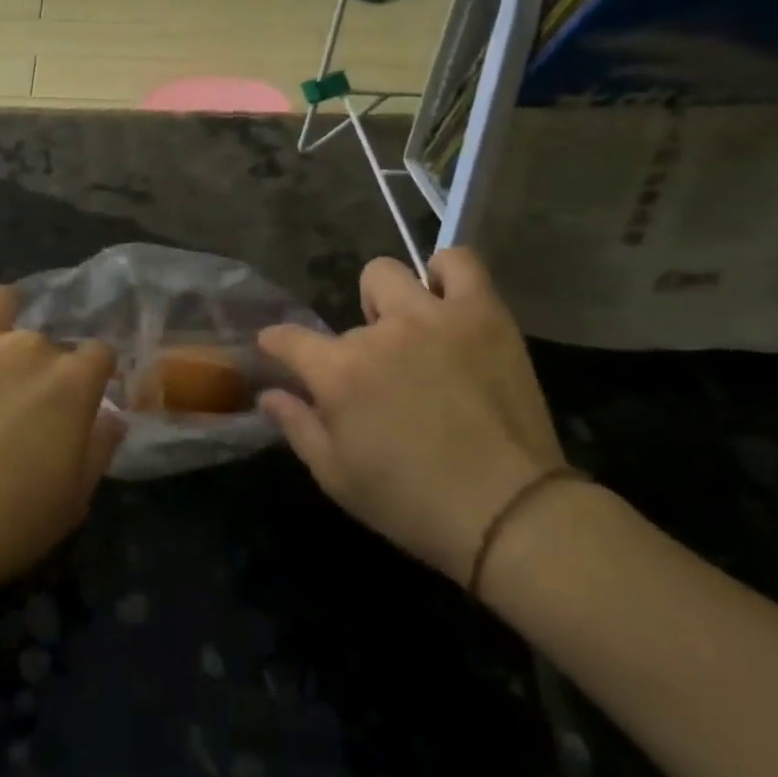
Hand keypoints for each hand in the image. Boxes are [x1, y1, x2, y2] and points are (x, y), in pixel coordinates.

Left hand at [0, 247, 123, 593]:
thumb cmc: (5, 525)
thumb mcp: (73, 499)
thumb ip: (99, 449)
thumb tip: (112, 417)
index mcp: (73, 380)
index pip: (99, 355)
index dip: (91, 377)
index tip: (79, 402)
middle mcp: (28, 345)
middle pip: (45, 339)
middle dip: (39, 366)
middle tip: (18, 405)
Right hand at [257, 249, 569, 584]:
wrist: (508, 512)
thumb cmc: (410, 502)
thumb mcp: (336, 476)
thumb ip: (297, 426)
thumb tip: (269, 394)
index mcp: (339, 372)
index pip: (288, 338)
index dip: (275, 343)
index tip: (276, 350)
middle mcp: (381, 333)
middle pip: (346, 312)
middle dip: (351, 342)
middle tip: (374, 373)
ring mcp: (435, 317)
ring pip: (390, 274)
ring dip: (389, 301)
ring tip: (409, 332)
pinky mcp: (484, 315)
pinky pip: (460, 263)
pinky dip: (446, 273)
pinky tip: (446, 303)